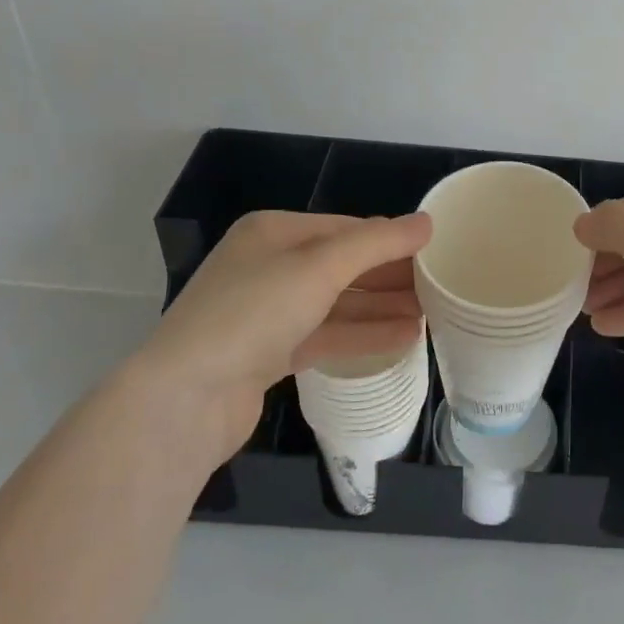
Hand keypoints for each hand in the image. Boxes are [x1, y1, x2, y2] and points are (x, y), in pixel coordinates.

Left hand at [135, 210, 431, 455]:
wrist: (185, 400)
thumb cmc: (254, 313)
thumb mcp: (320, 267)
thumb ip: (377, 243)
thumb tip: (426, 222)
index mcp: (273, 232)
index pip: (345, 228)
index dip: (390, 239)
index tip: (433, 252)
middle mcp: (268, 266)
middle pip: (342, 265)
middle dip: (389, 276)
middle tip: (438, 287)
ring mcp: (266, 313)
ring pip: (336, 303)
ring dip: (381, 308)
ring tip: (430, 315)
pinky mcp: (268, 354)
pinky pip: (326, 335)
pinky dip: (362, 335)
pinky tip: (403, 339)